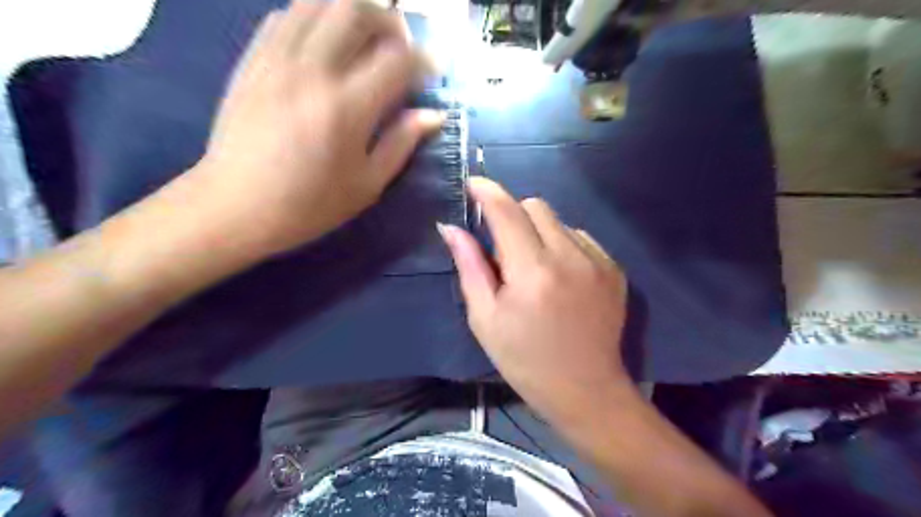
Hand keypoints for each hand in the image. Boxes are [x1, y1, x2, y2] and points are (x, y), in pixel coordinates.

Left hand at [195, 0, 441, 255]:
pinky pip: (287, 16)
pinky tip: (325, 46)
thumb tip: (433, 115)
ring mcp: (277, 59)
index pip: (397, 59)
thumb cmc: (309, 205)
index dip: (424, 58)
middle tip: (400, 46)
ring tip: (365, 39)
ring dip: (351, 12)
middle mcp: (312, 71)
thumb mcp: (367, 185)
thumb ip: (401, 143)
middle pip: (356, 10)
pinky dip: (315, 19)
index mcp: (347, 108)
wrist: (235, 206)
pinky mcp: (252, 59)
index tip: (434, 68)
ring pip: (318, 2)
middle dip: (389, 21)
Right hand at [437, 178, 625, 426]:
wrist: (585, 390)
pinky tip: (560, 277)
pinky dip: (563, 246)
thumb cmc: (525, 360)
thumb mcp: (485, 318)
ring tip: (535, 270)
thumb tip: (450, 228)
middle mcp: (569, 258)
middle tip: (505, 250)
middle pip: (536, 206)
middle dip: (514, 216)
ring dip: (539, 233)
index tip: (474, 184)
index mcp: (532, 272)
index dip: (487, 191)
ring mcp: (598, 262)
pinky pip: (581, 238)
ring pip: (559, 221)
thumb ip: (469, 266)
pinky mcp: (614, 269)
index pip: (507, 212)